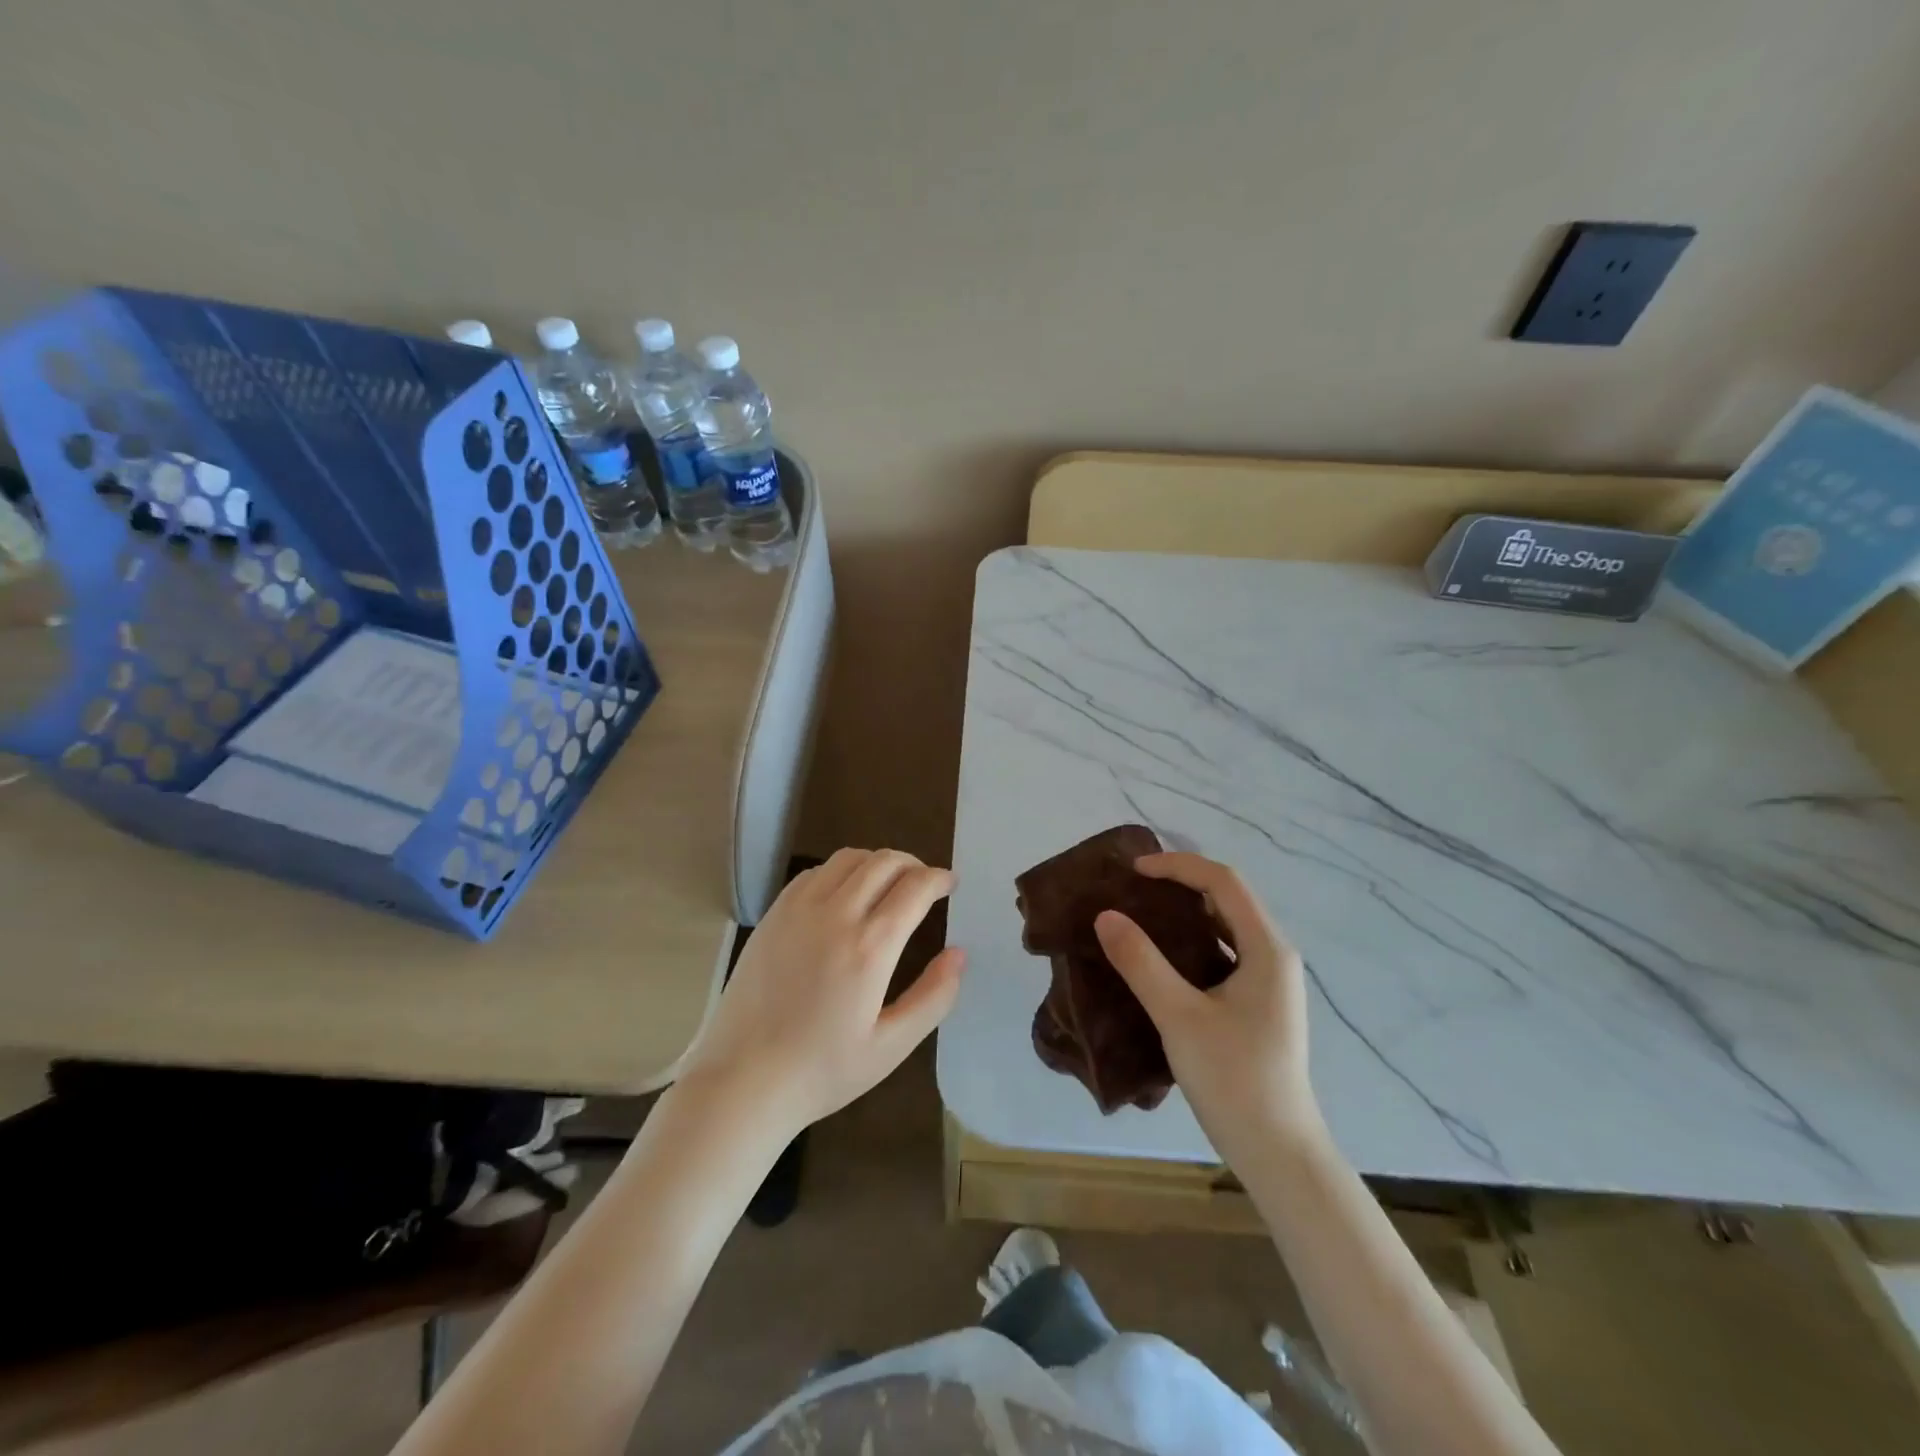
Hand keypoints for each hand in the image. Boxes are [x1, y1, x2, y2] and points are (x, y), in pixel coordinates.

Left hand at [677, 849, 966, 1139]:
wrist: (741, 1080)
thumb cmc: (822, 1071)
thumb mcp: (891, 1047)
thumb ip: (933, 998)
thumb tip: (959, 954)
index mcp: (869, 947)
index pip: (914, 887)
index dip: (939, 878)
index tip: (950, 884)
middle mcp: (835, 915)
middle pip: (883, 861)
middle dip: (913, 864)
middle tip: (924, 884)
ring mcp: (798, 910)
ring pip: (848, 858)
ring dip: (877, 862)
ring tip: (888, 885)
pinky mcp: (773, 914)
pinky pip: (815, 872)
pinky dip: (840, 871)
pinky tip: (844, 896)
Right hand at [1093, 852, 1322, 1164]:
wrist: (1278, 1152)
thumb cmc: (1234, 1079)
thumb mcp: (1179, 1017)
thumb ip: (1141, 963)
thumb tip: (1105, 916)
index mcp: (1267, 949)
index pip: (1223, 882)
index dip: (1178, 866)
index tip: (1133, 871)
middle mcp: (1274, 955)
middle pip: (1228, 898)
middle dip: (1181, 882)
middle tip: (1132, 886)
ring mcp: (1269, 981)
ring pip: (1226, 925)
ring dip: (1186, 911)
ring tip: (1141, 912)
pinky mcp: (1258, 1004)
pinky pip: (1224, 952)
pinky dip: (1192, 940)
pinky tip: (1162, 957)